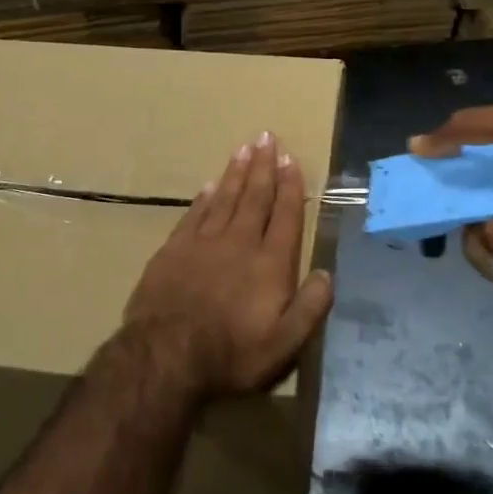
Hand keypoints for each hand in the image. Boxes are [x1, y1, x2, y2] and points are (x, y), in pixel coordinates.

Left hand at [122, 132, 334, 400]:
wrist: (165, 356)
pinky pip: (194, 214)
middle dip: (263, 166)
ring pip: (225, 198)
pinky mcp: (174, 249)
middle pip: (255, 197)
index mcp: (270, 263)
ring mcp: (203, 243)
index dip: (290, 186)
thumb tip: (327, 273)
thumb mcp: (284, 344)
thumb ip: (309, 307)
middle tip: (267, 137)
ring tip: (244, 148)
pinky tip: (210, 185)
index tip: (291, 160)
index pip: (285, 215)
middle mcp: (239, 243)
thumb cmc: (231, 354)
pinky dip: (204, 197)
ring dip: (236, 172)